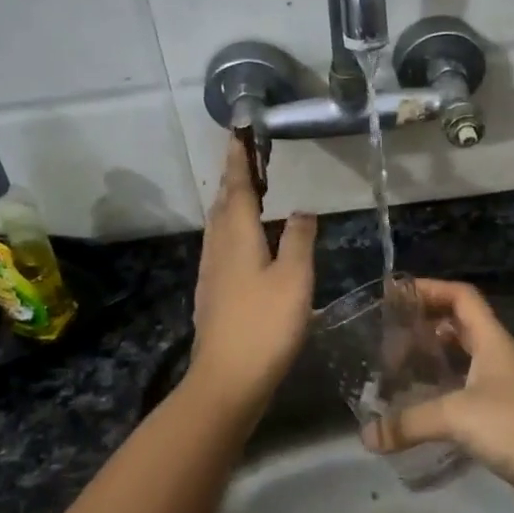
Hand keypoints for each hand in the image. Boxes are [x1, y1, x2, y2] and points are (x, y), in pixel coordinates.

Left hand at [187, 141, 316, 411]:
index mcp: (237, 236)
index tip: (238, 133)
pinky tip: (245, 243)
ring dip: (232, 203)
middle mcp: (218, 247)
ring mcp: (211, 272)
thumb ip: (298, 239)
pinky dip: (233, 230)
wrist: (227, 379)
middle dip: (234, 178)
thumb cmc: (265, 324)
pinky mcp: (213, 293)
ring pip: (219, 226)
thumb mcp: (294, 278)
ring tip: (248, 193)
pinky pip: (221, 246)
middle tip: (247, 158)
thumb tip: (302, 210)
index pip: (238, 187)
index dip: (239, 159)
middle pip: (224, 204)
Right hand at [363, 278, 513, 512]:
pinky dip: (444, 394)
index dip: (431, 289)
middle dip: (427, 325)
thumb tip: (367, 436)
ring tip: (400, 370)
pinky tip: (422, 411)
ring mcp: (504, 388)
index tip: (397, 295)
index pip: (462, 297)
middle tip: (391, 337)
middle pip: (461, 325)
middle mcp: (499, 357)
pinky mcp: (504, 419)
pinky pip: (467, 394)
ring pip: (464, 361)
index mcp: (493, 340)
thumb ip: (410, 422)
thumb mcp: (457, 416)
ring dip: (435, 360)